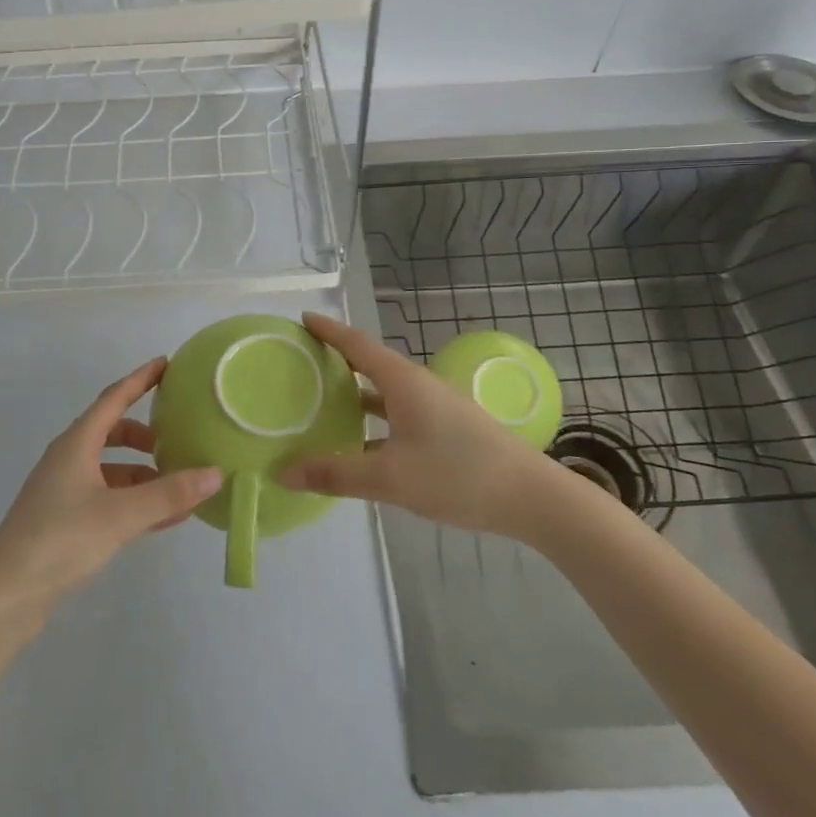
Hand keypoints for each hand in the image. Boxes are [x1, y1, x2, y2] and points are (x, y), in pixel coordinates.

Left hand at [0, 358, 222, 619]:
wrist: (4, 596)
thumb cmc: (59, 539)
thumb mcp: (120, 515)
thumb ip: (168, 494)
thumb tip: (216, 473)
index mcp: (76, 444)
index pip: (113, 398)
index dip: (140, 379)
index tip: (166, 363)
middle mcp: (69, 459)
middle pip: (111, 432)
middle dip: (144, 433)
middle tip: (177, 437)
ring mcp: (64, 491)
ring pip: (111, 468)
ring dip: (143, 473)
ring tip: (178, 485)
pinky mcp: (65, 521)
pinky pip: (108, 497)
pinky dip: (134, 500)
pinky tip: (162, 518)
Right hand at [277, 312, 552, 537]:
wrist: (532, 497)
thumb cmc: (458, 475)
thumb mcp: (390, 478)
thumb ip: (335, 474)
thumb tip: (283, 472)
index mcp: (403, 382)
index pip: (357, 344)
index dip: (329, 330)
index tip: (302, 318)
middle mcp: (419, 385)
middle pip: (370, 362)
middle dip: (337, 359)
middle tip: (303, 361)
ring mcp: (437, 406)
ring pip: (386, 390)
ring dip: (356, 390)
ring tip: (323, 398)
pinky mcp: (448, 428)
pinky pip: (400, 412)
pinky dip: (375, 417)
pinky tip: (363, 441)